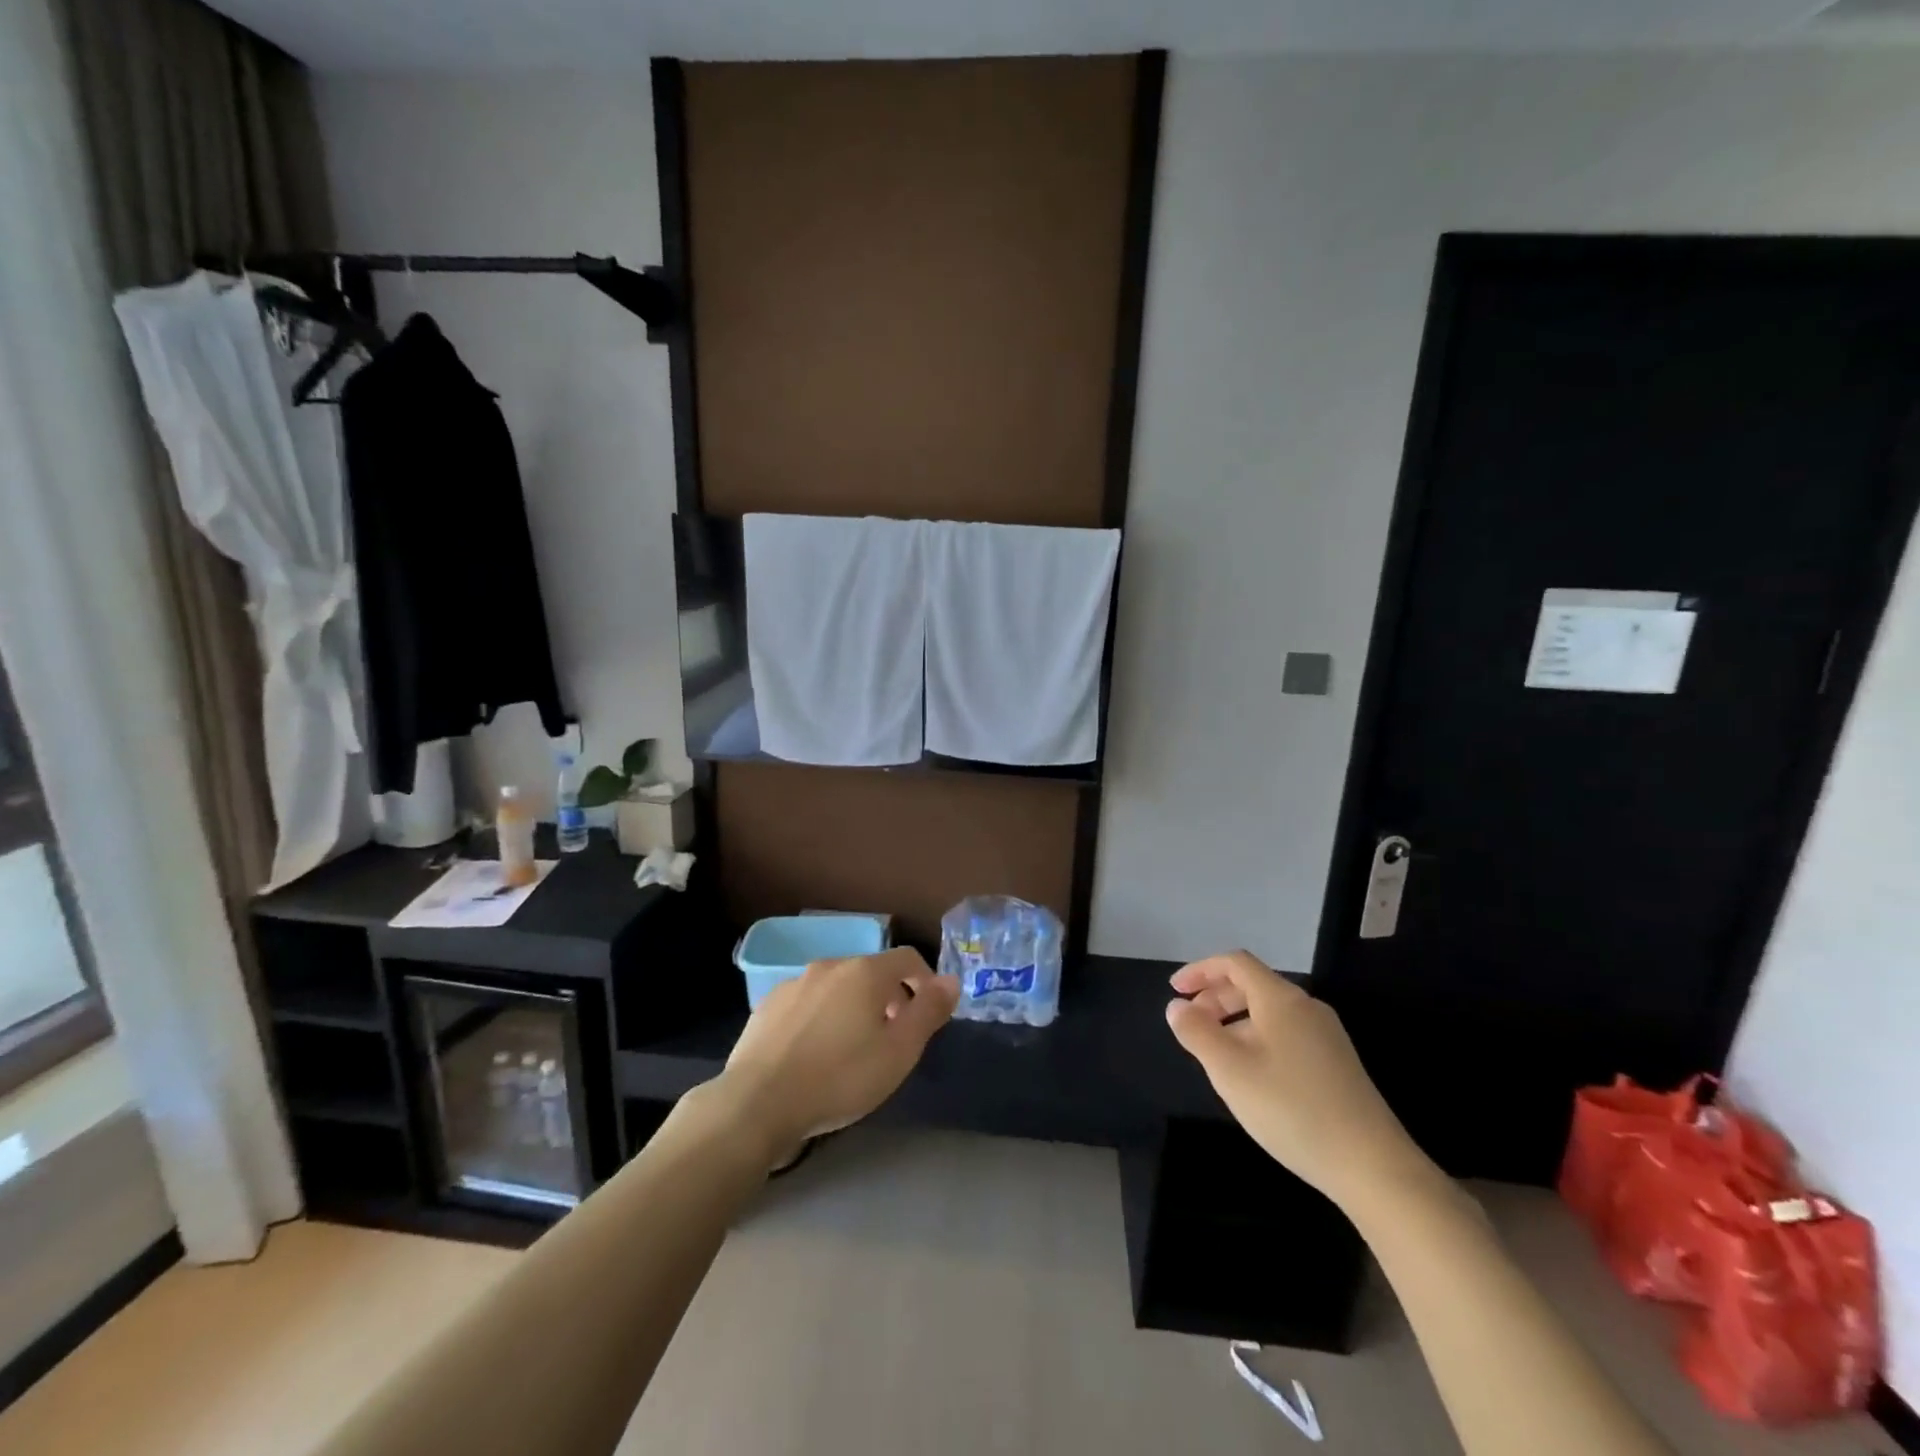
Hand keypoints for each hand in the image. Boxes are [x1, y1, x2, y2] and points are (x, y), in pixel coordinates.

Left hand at [719, 947, 958, 1169]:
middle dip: (890, 997)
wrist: (758, 1102)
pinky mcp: (767, 1005)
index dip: (925, 981)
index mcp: (865, 972)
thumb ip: (929, 1011)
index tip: (928, 1015)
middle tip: (894, 1038)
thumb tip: (951, 979)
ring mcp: (794, 983)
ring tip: (853, 1048)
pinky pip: (808, 1003)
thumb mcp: (899, 1052)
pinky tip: (815, 1053)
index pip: (907, 957)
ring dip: (854, 1007)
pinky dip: (822, 1017)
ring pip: (838, 987)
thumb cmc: (839, 1077)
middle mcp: (830, 966)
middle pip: (871, 972)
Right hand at [1166, 951, 1435, 1212]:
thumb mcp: (1229, 1070)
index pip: (1235, 963)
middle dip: (1215, 997)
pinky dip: (1256, 1038)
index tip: (1175, 990)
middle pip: (1252, 985)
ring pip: (1269, 1012)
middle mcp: (1307, 1008)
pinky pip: (1286, 1033)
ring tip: (1214, 1053)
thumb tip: (1177, 1007)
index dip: (1201, 970)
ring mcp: (1327, 1036)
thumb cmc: (1291, 1109)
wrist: (1372, 1166)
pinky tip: (1251, 1075)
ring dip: (1234, 1021)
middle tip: (1190, 1024)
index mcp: (1281, 999)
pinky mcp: (1337, 1064)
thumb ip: (1196, 1032)